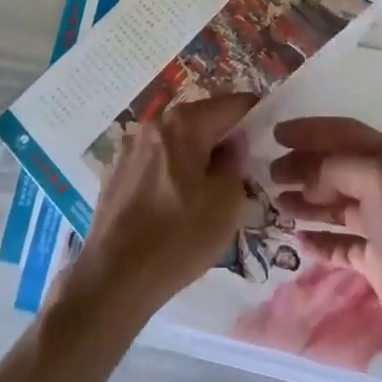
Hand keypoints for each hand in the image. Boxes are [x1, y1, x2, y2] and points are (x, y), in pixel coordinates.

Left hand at [61, 94, 256, 319]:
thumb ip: (235, 163)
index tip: (268, 136)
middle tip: (242, 170)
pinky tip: (176, 204)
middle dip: (224, 138)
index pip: (232, 103)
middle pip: (202, 119)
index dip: (255, 115)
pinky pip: (157, 159)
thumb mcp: (225, 204)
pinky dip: (173, 170)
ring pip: (178, 140)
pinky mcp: (117, 170)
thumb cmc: (177, 238)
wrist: (112, 278)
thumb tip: (232, 145)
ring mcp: (132, 146)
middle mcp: (156, 123)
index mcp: (185, 123)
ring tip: (209, 191)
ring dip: (197, 155)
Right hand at [268, 117, 381, 375]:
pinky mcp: (379, 263)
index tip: (276, 134)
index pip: (345, 133)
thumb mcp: (378, 179)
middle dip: (304, 167)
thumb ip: (338, 167)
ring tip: (276, 203)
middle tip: (270, 173)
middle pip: (338, 168)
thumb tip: (308, 178)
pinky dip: (320, 240)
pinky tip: (298, 241)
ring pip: (337, 205)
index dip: (310, 131)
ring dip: (307, 201)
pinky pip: (342, 244)